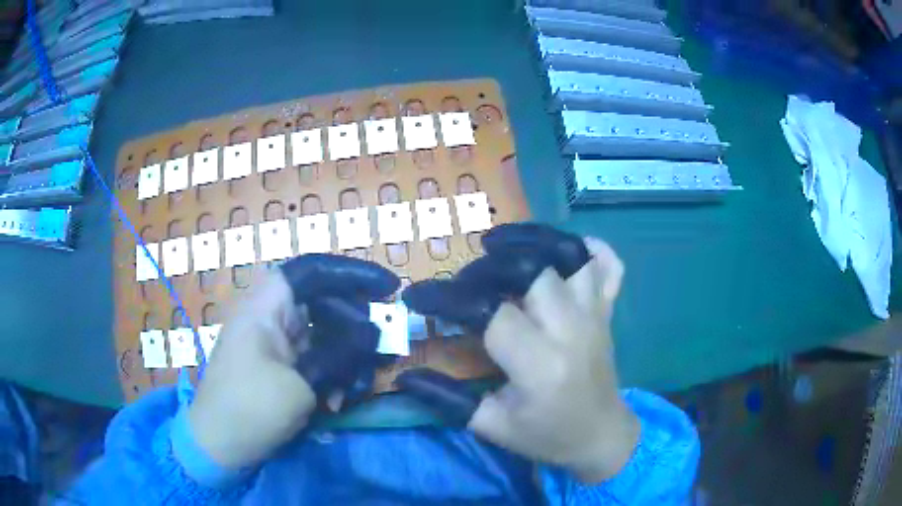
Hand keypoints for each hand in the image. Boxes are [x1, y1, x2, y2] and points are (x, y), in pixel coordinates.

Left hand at [186, 255, 398, 470]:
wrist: (219, 447)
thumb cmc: (249, 409)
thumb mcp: (299, 385)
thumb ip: (338, 354)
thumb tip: (373, 332)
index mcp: (266, 307)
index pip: (312, 271)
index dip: (352, 273)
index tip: (389, 288)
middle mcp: (272, 317)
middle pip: (326, 304)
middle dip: (355, 332)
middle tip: (378, 356)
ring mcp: (277, 343)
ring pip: (327, 335)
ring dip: (346, 362)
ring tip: (349, 395)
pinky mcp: (283, 366)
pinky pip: (318, 359)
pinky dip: (333, 377)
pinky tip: (336, 403)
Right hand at [398, 224, 638, 482]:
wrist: (601, 436)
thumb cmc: (547, 436)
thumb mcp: (492, 426)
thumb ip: (447, 399)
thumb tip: (405, 376)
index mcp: (539, 364)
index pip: (489, 311)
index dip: (447, 298)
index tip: (418, 295)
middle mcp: (571, 329)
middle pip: (531, 269)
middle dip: (489, 265)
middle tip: (466, 278)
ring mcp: (595, 315)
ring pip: (570, 255)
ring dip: (532, 242)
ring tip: (502, 247)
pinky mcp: (608, 312)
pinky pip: (609, 265)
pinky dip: (590, 248)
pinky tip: (563, 252)